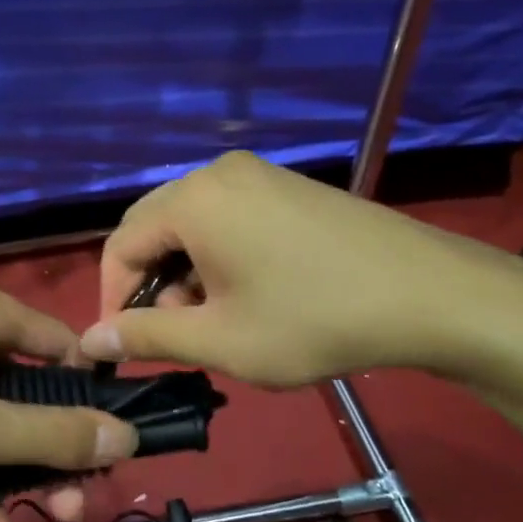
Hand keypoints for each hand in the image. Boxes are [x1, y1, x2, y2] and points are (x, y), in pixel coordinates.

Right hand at [80, 151, 521, 386]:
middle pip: (154, 228)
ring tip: (218, 321)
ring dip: (186, 273)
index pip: (121, 245)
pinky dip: (219, 256)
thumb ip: (147, 337)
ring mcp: (258, 175)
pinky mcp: (287, 187)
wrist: (429, 295)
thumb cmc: (313, 320)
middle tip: (175, 336)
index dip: (112, 299)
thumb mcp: (221, 340)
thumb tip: (93, 339)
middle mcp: (217, 173)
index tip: (122, 348)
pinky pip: (227, 217)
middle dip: (151, 286)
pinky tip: (250, 293)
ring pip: (192, 224)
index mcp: (193, 200)